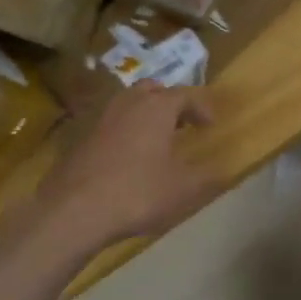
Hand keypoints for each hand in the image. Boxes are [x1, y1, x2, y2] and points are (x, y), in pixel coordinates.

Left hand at [26, 84, 223, 251]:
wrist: (74, 210)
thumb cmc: (137, 193)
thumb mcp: (183, 189)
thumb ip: (208, 176)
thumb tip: (226, 169)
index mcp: (156, 108)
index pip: (185, 95)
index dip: (202, 107)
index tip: (211, 124)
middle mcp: (128, 104)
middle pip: (152, 90)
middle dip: (170, 102)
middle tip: (182, 123)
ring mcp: (101, 119)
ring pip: (128, 104)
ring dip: (145, 115)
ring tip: (156, 139)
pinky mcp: (82, 138)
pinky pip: (111, 124)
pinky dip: (125, 132)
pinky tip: (128, 158)